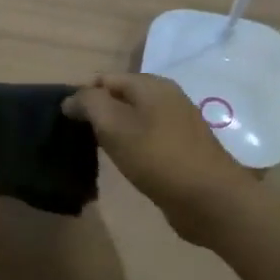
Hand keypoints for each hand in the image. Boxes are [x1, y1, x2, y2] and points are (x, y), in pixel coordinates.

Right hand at [64, 73, 255, 242]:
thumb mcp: (114, 125)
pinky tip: (126, 163)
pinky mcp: (182, 148)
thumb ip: (88, 104)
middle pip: (119, 98)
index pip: (104, 79)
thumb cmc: (157, 157)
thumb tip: (70, 99)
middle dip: (98, 115)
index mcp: (151, 84)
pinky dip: (132, 147)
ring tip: (100, 152)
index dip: (83, 97)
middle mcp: (166, 97)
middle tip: (81, 139)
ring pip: (133, 119)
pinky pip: (147, 138)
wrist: (210, 200)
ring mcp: (177, 123)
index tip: (69, 123)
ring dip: (114, 132)